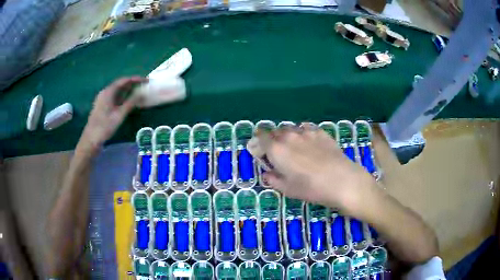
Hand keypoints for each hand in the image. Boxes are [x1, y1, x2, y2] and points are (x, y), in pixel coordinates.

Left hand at [77, 77, 145, 153]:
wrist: (91, 139)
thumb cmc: (105, 126)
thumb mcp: (119, 115)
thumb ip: (131, 103)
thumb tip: (141, 94)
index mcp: (108, 92)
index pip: (123, 80)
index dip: (135, 79)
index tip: (145, 80)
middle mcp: (105, 92)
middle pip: (120, 84)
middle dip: (132, 83)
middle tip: (143, 85)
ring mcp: (102, 99)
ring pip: (117, 91)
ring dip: (127, 90)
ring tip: (138, 91)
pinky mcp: (102, 105)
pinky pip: (114, 96)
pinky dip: (122, 96)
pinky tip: (127, 100)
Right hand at [256, 126, 376, 214]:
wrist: (342, 180)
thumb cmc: (311, 188)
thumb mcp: (288, 189)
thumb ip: (273, 179)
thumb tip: (267, 174)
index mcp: (276, 149)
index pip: (260, 138)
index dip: (257, 143)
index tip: (259, 151)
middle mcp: (289, 136)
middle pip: (275, 132)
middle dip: (272, 140)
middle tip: (277, 153)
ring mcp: (306, 132)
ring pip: (290, 129)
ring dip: (287, 136)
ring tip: (294, 148)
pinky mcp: (320, 132)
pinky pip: (306, 128)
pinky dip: (302, 134)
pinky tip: (309, 143)